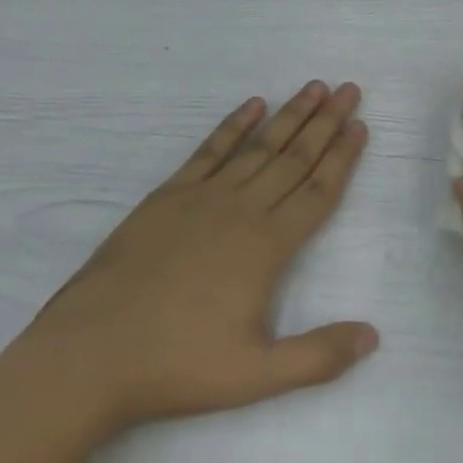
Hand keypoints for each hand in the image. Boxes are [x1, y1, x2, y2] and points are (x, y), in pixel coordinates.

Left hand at [13, 81, 377, 441]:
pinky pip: (210, 149)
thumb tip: (373, 336)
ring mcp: (204, 197)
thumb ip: (318, 356)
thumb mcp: (256, 375)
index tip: (361, 125)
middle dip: (327, 122)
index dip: (343, 157)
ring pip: (259, 146)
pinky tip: (252, 104)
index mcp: (269, 245)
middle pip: (295, 157)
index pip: (319, 190)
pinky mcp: (169, 195)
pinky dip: (233, 125)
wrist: (90, 354)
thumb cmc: (177, 364)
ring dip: (290, 115)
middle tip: (350, 89)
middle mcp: (243, 209)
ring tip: (314, 87)